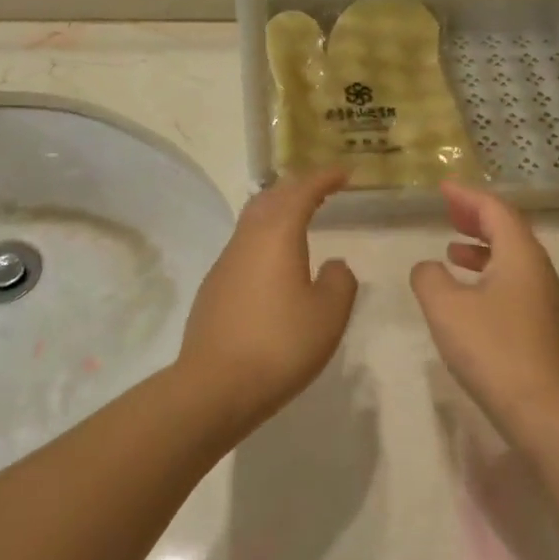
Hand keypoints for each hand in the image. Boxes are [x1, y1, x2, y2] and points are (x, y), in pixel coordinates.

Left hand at [175, 168, 357, 431]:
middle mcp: (246, 240)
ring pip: (252, 222)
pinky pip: (244, 249)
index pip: (301, 191)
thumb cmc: (280, 345)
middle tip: (321, 188)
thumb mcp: (328, 314)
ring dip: (278, 213)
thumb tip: (333, 265)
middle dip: (296, 187)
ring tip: (301, 220)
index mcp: (276, 235)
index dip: (324, 178)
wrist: (214, 387)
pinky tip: (276, 266)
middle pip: (269, 198)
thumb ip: (339, 282)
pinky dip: (265, 241)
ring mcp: (224, 264)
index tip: (345, 172)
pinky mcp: (214, 289)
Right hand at [410, 182, 558, 440]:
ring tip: (452, 247)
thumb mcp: (446, 308)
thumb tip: (428, 267)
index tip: (443, 188)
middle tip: (448, 209)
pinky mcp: (542, 325)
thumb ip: (429, 277)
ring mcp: (544, 299)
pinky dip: (489, 273)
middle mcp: (538, 270)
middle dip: (476, 216)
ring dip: (482, 246)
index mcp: (520, 255)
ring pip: (512, 257)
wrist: (542, 410)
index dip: (467, 197)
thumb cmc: (492, 350)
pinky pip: (513, 281)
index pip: (495, 210)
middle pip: (508, 230)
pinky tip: (469, 292)